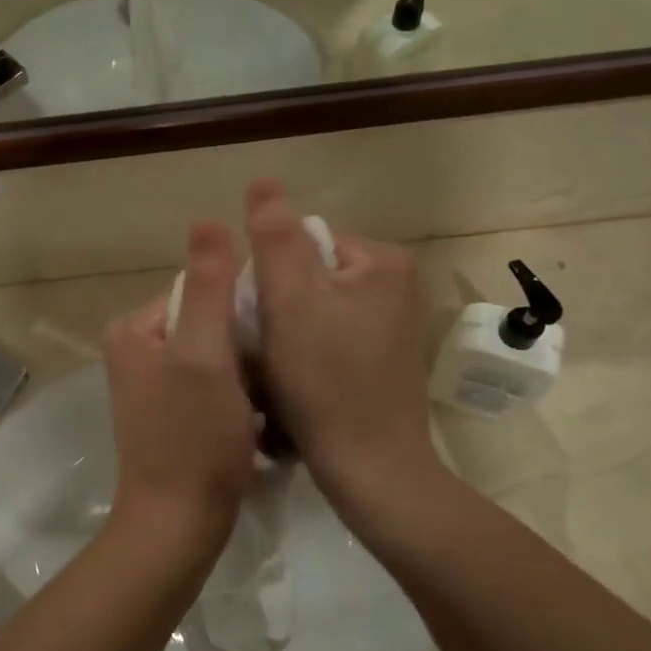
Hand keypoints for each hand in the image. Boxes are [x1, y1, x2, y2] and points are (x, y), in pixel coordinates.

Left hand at [102, 222, 258, 552]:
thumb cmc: (194, 437)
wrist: (178, 523)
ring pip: (215, 352)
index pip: (199, 288)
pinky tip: (257, 415)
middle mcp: (136, 348)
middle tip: (273, 369)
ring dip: (246, 367)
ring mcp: (152, 383)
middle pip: (208, 320)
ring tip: (268, 395)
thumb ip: (210, 286)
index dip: (241, 305)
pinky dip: (237, 391)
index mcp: (135, 328)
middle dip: (244, 340)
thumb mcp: (205, 354)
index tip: (273, 332)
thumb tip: (209, 219)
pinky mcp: (171, 411)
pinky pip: (212, 381)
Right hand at [244, 180, 448, 544]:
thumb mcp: (290, 299)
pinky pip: (328, 339)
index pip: (302, 241)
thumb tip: (263, 182)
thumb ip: (274, 237)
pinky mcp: (381, 361)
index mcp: (381, 261)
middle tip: (261, 344)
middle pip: (307, 275)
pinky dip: (305, 353)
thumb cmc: (324, 379)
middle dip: (276, 304)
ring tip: (273, 368)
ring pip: (313, 310)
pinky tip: (294, 383)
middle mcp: (395, 286)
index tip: (256, 315)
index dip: (267, 274)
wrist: (370, 468)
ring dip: (285, 332)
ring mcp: (390, 326)